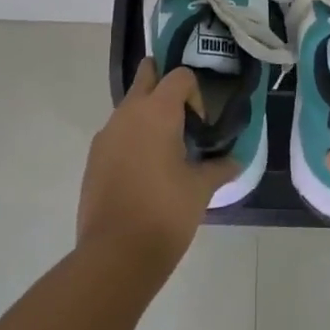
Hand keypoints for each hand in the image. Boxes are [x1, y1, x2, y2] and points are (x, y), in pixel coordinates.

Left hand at [77, 60, 239, 274]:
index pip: (179, 76)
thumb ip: (219, 168)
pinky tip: (144, 171)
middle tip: (181, 112)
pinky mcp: (94, 157)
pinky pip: (116, 133)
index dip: (195, 94)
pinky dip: (131, 138)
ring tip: (165, 149)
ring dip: (147, 114)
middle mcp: (128, 112)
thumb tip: (235, 161)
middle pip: (146, 76)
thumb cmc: (165, 212)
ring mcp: (106, 134)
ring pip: (129, 106)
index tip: (201, 125)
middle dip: (162, 83)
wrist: (115, 254)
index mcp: (157, 111)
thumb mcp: (200, 189)